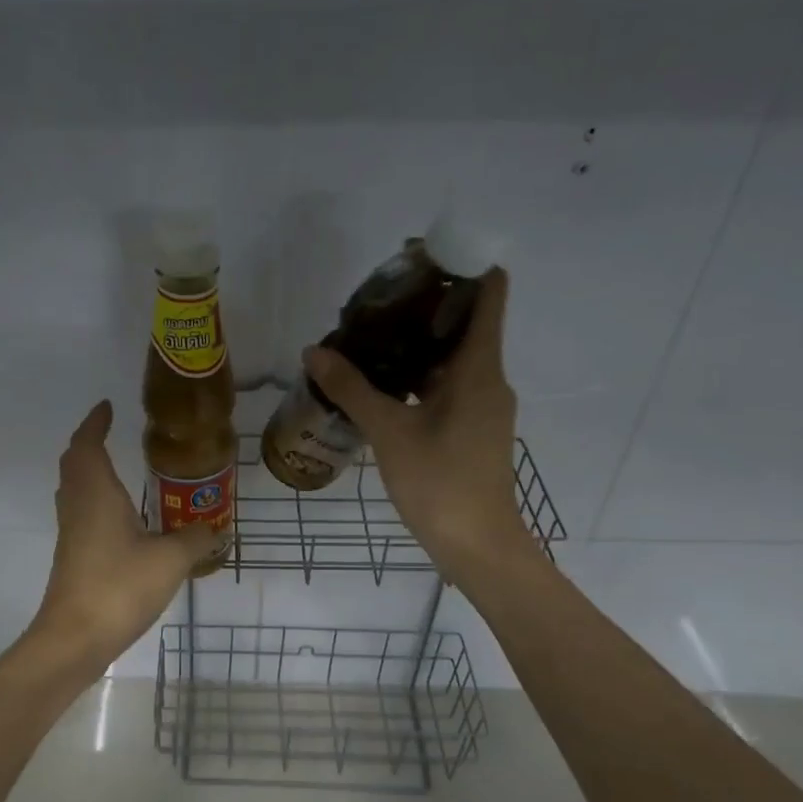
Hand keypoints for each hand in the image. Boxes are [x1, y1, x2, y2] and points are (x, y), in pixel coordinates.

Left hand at [26, 401, 218, 670]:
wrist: (75, 638)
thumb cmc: (119, 587)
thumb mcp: (170, 560)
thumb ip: (196, 539)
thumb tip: (219, 528)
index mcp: (96, 494)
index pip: (87, 445)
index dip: (95, 423)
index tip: (107, 407)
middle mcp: (78, 506)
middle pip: (74, 464)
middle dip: (89, 444)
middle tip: (111, 434)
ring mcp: (72, 533)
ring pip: (74, 489)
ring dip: (90, 473)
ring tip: (118, 469)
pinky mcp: (73, 557)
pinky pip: (81, 514)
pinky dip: (95, 501)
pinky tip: (120, 518)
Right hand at [302, 268, 535, 582]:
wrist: (477, 545)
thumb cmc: (440, 482)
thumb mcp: (389, 432)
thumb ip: (352, 389)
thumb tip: (314, 352)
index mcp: (479, 368)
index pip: (489, 294)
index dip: (463, 266)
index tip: (422, 255)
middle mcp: (488, 379)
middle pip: (466, 324)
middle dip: (426, 306)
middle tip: (376, 299)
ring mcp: (482, 407)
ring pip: (453, 359)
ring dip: (418, 344)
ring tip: (369, 336)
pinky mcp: (472, 430)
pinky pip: (447, 387)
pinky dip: (419, 377)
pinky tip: (382, 385)